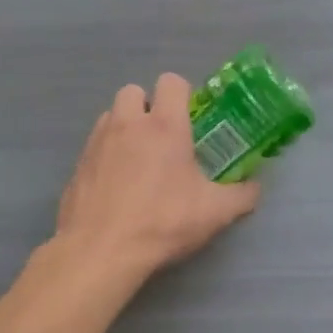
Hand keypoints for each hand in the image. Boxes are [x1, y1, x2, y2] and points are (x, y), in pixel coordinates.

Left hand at [55, 74, 260, 281]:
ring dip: (125, 128)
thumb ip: (242, 196)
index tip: (191, 119)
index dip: (183, 93)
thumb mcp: (215, 213)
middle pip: (133, 91)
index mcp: (164, 126)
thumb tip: (255, 188)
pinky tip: (117, 186)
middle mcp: (127, 125)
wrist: (101, 251)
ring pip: (110, 117)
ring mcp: (97, 143)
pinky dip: (106, 156)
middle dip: (147, 106)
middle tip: (162, 139)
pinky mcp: (78, 166)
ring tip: (138, 161)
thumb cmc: (163, 222)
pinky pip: (94, 147)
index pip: (171, 82)